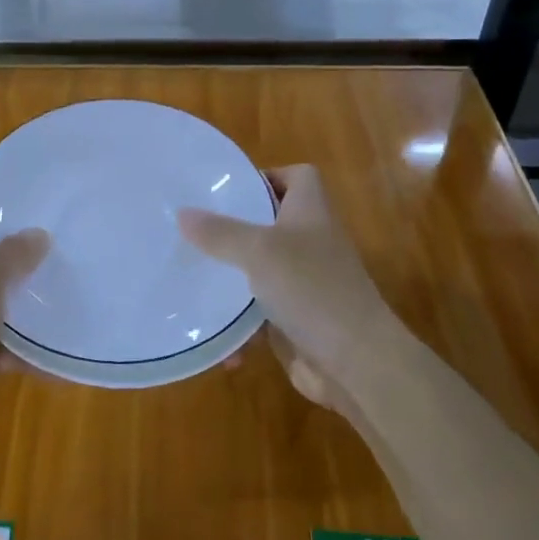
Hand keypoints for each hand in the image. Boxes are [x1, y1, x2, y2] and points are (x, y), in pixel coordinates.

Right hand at [178, 165, 403, 410]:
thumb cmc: (311, 289)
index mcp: (311, 212)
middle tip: (193, 231)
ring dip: (230, 279)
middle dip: (233, 229)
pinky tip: (212, 334)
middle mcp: (310, 242)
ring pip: (260, 270)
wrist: (356, 362)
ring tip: (190, 277)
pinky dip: (238, 325)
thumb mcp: (259, 251)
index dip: (267, 176)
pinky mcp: (296, 320)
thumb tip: (182, 213)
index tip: (228, 190)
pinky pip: (259, 315)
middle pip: (271, 223)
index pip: (298, 177)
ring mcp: (304, 283)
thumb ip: (220, 232)